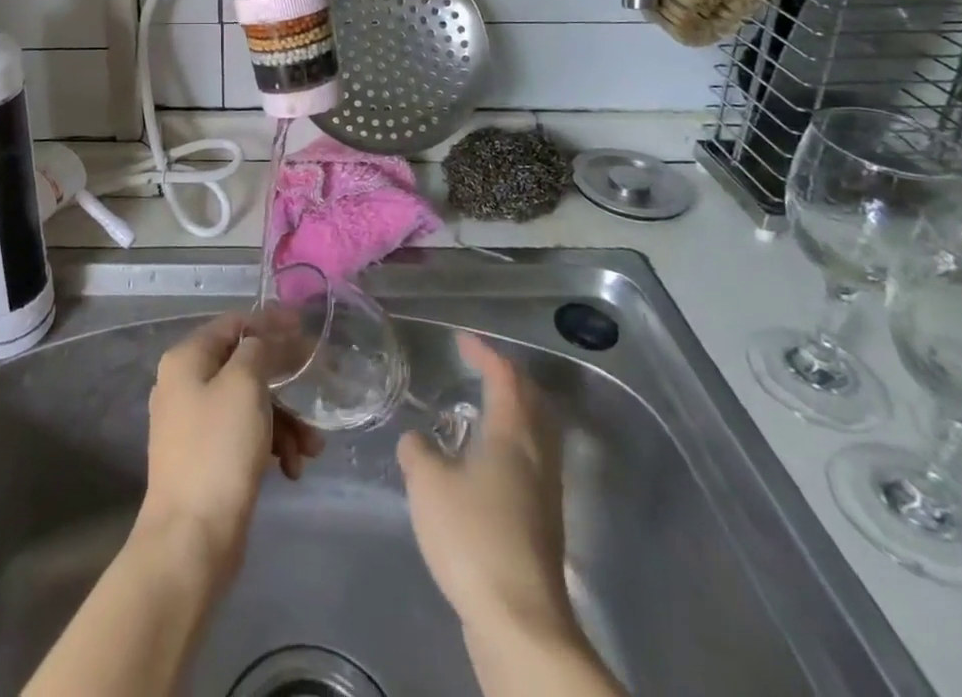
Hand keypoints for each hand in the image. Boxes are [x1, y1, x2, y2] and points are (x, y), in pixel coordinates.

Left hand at [137, 313, 323, 586]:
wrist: (191, 540)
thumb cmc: (219, 449)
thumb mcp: (244, 384)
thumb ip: (258, 349)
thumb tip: (263, 340)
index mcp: (186, 359)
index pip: (233, 324)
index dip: (269, 322)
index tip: (304, 328)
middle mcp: (184, 385)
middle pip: (244, 366)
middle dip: (284, 382)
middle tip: (317, 388)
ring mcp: (193, 425)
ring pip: (249, 405)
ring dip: (285, 421)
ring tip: (311, 448)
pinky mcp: (206, 460)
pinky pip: (244, 436)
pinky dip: (270, 446)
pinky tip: (292, 469)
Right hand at [397, 332, 574, 641]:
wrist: (519, 622)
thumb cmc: (472, 537)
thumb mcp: (428, 485)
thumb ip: (417, 452)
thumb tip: (416, 440)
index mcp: (513, 434)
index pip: (504, 377)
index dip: (484, 353)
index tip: (462, 341)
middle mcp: (537, 455)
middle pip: (531, 401)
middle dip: (507, 378)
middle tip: (478, 368)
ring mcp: (545, 492)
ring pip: (535, 433)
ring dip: (512, 412)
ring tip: (481, 410)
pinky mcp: (543, 524)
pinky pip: (530, 462)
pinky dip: (511, 444)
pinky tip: (484, 463)